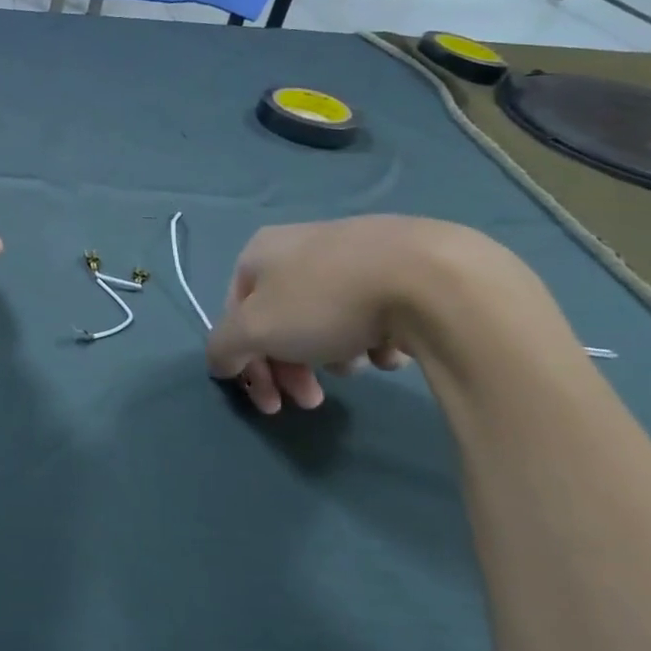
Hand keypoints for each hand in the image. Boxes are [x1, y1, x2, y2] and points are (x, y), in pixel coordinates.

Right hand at [204, 215, 450, 413]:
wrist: (430, 277)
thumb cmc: (326, 301)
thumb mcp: (256, 330)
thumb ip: (224, 348)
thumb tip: (219, 362)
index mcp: (259, 252)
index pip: (234, 314)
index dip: (245, 363)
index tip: (271, 405)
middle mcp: (299, 245)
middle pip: (280, 319)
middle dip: (290, 368)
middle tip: (311, 403)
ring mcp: (351, 252)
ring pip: (324, 319)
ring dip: (330, 353)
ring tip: (357, 365)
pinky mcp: (400, 267)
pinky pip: (371, 313)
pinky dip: (372, 338)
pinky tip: (388, 348)